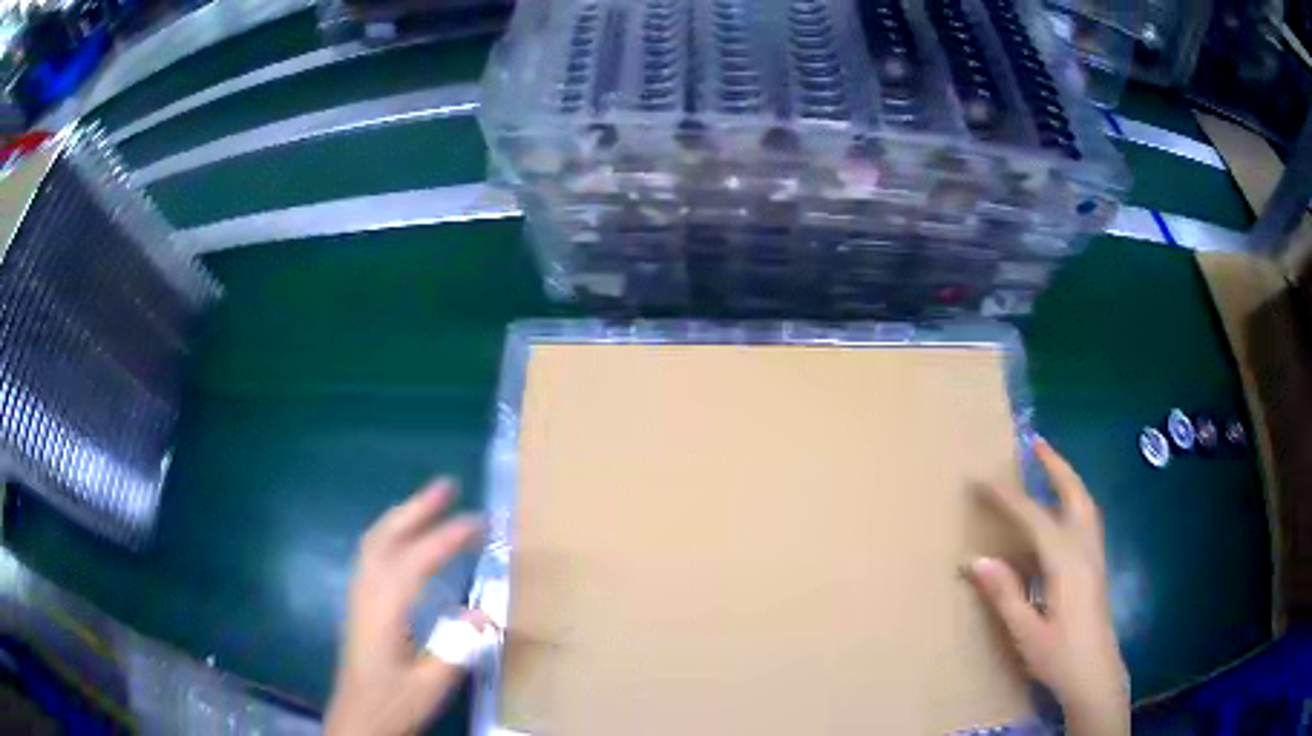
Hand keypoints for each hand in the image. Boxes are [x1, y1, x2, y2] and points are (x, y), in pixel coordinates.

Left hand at [326, 480, 483, 735]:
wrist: (358, 719)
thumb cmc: (393, 703)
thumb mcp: (431, 684)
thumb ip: (456, 648)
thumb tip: (485, 613)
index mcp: (384, 611)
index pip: (415, 561)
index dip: (447, 537)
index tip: (480, 522)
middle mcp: (366, 592)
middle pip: (386, 537)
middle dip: (417, 507)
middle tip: (449, 485)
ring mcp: (359, 595)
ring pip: (375, 541)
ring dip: (402, 515)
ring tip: (431, 501)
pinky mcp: (359, 603)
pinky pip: (372, 552)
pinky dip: (391, 532)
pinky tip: (406, 538)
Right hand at [968, 439, 1129, 735]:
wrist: (1096, 675)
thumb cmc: (1059, 657)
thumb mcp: (1026, 633)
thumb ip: (1005, 594)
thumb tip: (976, 560)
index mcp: (1066, 563)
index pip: (1035, 518)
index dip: (1008, 497)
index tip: (983, 480)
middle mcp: (1085, 550)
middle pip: (1074, 495)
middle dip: (1055, 466)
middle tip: (1035, 443)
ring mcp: (1095, 557)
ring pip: (1085, 504)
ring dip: (1067, 479)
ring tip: (1048, 465)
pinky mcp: (1097, 567)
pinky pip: (1087, 519)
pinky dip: (1073, 501)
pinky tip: (1061, 512)